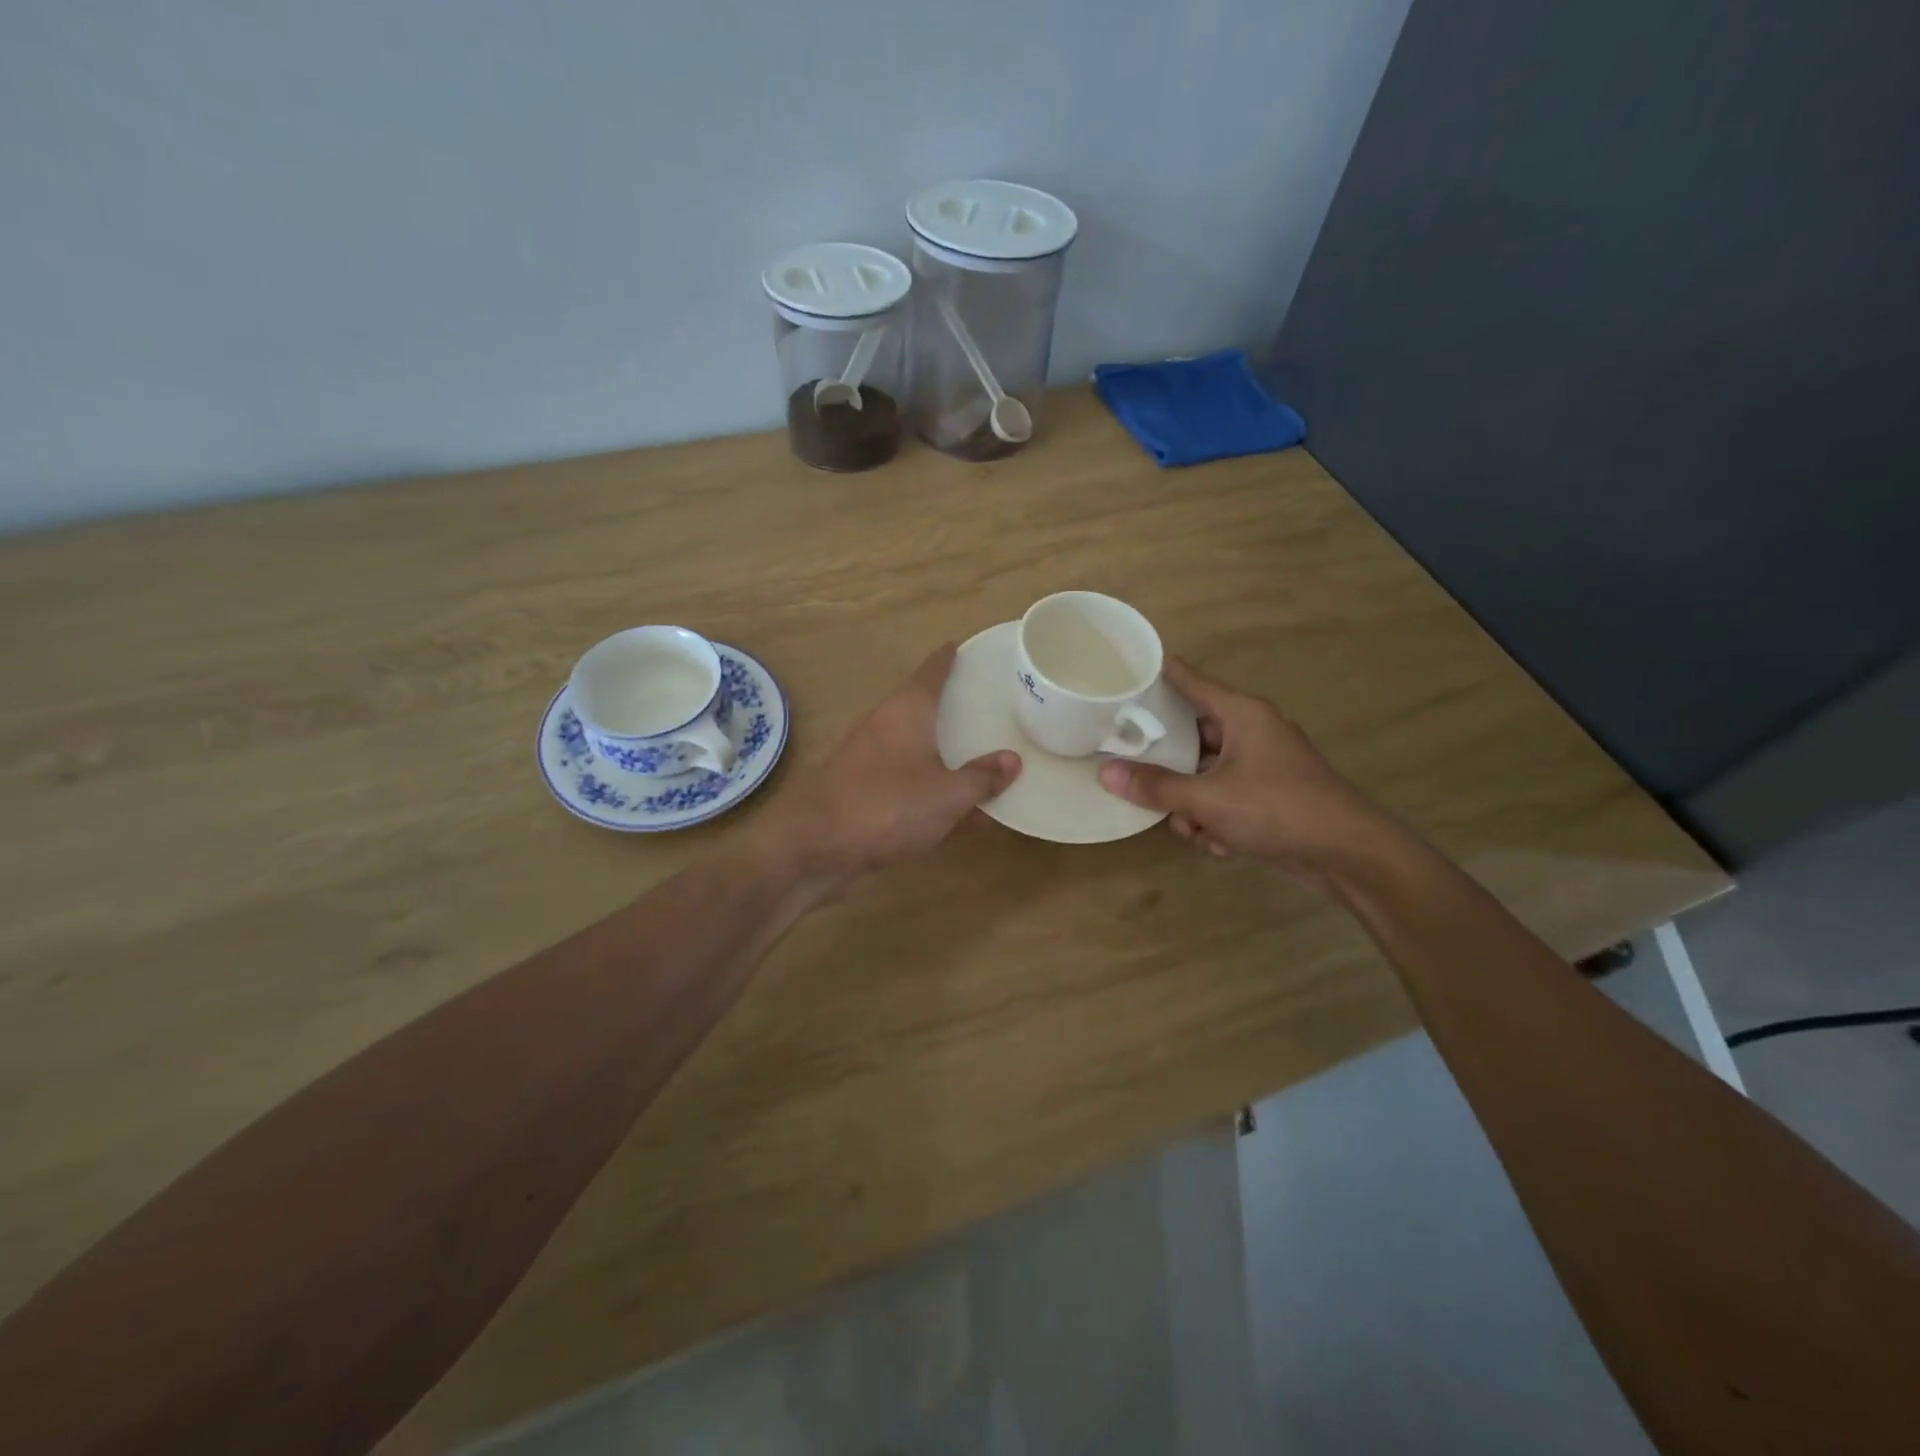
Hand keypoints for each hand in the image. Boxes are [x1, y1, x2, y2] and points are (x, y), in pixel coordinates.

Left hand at [761, 644, 1020, 880]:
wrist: (815, 845)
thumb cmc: (887, 805)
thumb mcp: (947, 795)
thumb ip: (981, 778)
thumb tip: (1011, 760)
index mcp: (906, 712)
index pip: (930, 672)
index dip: (946, 659)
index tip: (957, 646)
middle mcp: (884, 726)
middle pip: (918, 707)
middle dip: (946, 707)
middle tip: (979, 705)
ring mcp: (866, 758)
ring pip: (911, 746)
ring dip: (938, 751)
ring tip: (972, 756)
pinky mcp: (858, 790)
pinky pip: (903, 779)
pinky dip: (926, 785)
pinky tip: (949, 810)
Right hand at [1095, 658, 1387, 884]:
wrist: (1348, 855)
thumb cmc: (1278, 809)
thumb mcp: (1208, 799)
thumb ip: (1156, 786)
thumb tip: (1105, 773)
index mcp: (1242, 715)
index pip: (1190, 681)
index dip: (1159, 674)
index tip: (1126, 670)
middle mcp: (1252, 733)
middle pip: (1191, 735)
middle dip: (1168, 766)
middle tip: (1133, 771)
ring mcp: (1262, 767)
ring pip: (1205, 775)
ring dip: (1192, 805)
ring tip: (1191, 827)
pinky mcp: (1268, 799)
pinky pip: (1224, 800)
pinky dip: (1216, 821)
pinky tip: (1220, 844)